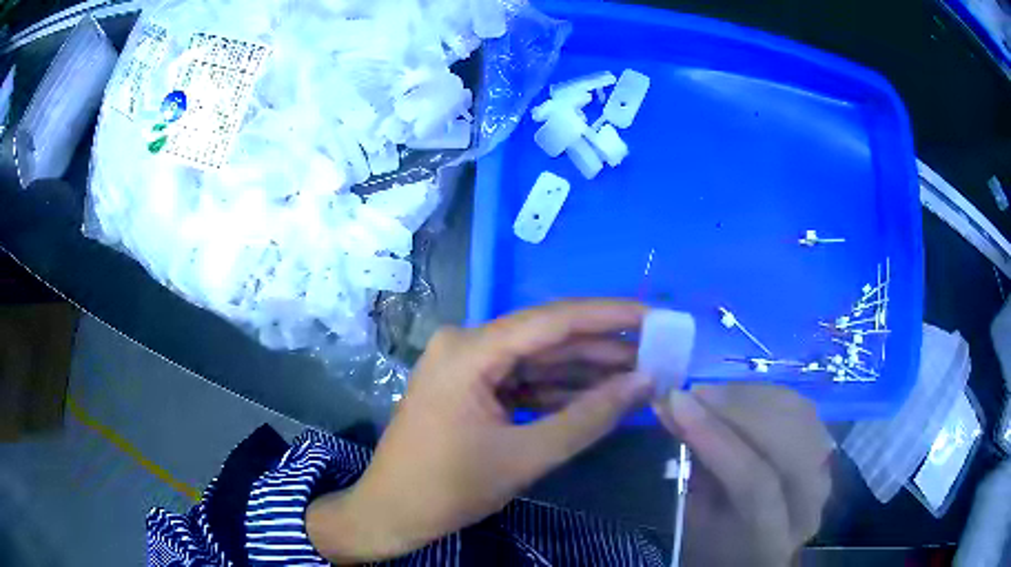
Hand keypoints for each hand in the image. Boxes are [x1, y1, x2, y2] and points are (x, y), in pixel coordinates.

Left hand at [308, 300, 655, 561]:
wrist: (392, 512)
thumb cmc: (448, 489)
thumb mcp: (525, 457)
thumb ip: (589, 417)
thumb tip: (645, 382)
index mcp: (470, 351)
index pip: (553, 321)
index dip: (610, 316)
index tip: (655, 316)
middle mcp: (466, 345)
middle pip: (547, 339)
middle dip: (603, 349)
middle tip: (657, 352)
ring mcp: (466, 365)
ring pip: (538, 361)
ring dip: (585, 372)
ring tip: (639, 375)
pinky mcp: (470, 386)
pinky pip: (523, 381)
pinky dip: (559, 391)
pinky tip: (599, 396)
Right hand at [655, 384, 833, 566]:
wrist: (756, 550)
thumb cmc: (715, 547)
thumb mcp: (694, 522)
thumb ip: (693, 470)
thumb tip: (675, 408)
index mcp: (771, 540)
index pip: (753, 482)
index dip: (716, 438)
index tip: (676, 404)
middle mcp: (809, 505)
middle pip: (787, 442)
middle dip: (738, 408)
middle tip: (693, 393)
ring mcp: (825, 473)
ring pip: (799, 416)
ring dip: (751, 397)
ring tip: (710, 393)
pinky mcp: (826, 451)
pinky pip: (801, 409)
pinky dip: (767, 395)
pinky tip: (738, 396)